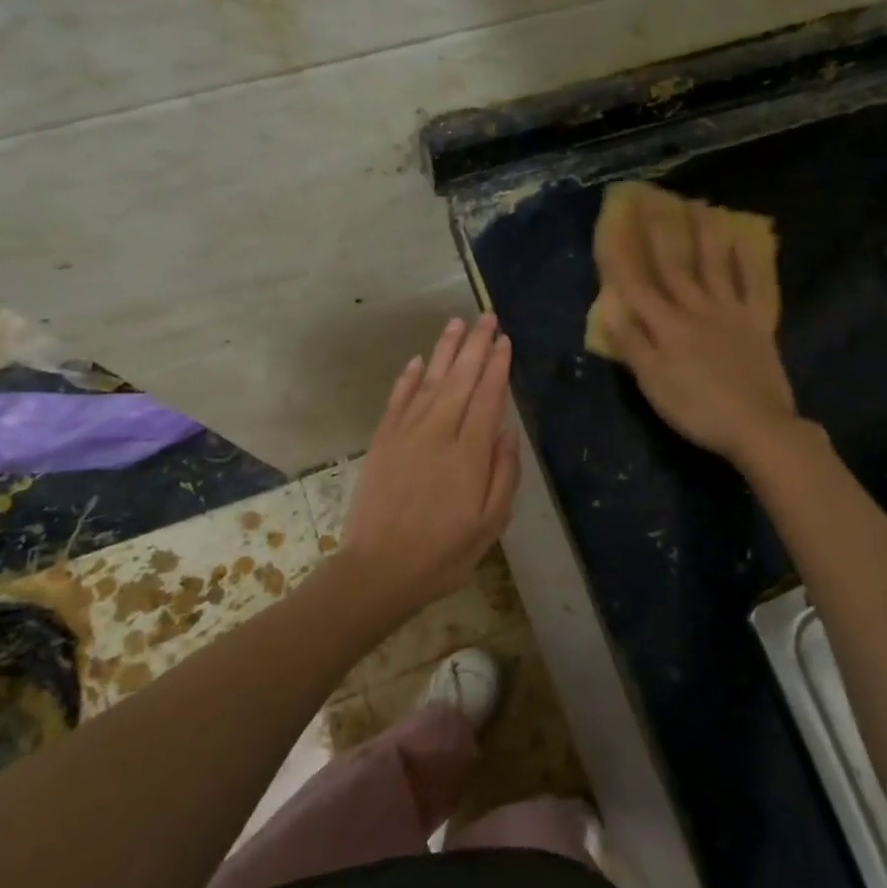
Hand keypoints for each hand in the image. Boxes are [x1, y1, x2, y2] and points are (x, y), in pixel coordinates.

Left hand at [337, 315, 520, 614]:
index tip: (504, 340)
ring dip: (444, 350)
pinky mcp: (383, 441)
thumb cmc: (444, 552)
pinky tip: (417, 361)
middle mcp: (438, 432)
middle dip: (476, 345)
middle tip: (487, 316)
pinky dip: (408, 378)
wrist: (379, 570)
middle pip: (460, 378)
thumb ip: (504, 473)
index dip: (497, 365)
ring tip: (456, 324)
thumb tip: (507, 429)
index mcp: (470, 452)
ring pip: (429, 380)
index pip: (487, 396)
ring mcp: (407, 433)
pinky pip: (398, 400)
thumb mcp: (491, 522)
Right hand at [602, 195, 802, 464]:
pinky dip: (749, 264)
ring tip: (702, 205)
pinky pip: (754, 287)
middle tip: (654, 200)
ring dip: (706, 235)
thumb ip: (632, 346)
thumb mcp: (654, 384)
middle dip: (662, 233)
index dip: (622, 258)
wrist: (757, 426)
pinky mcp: (758, 325)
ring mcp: (731, 313)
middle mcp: (698, 310)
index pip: (637, 287)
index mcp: (668, 327)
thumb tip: (609, 311)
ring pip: (715, 266)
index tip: (611, 227)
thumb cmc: (698, 410)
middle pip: (676, 266)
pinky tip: (745, 243)